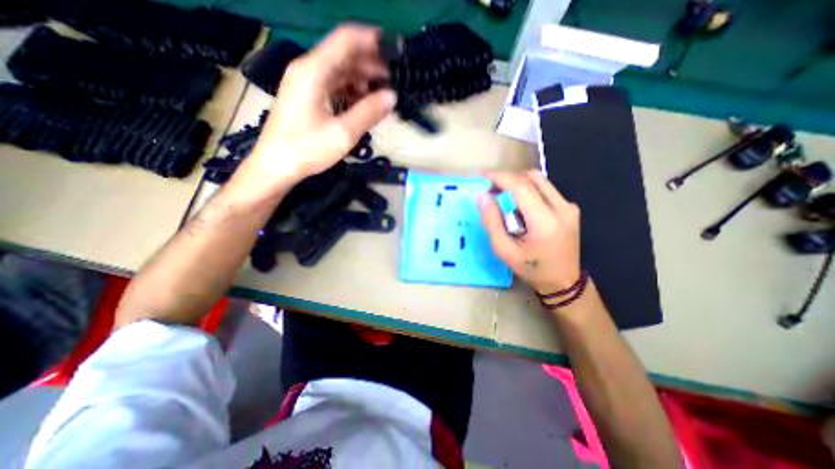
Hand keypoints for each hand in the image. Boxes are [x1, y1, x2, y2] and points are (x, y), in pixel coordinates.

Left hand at [242, 23, 396, 193]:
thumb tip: (392, 96)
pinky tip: (364, 102)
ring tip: (383, 93)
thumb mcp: (343, 133)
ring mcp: (306, 82)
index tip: (396, 49)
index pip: (346, 39)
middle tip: (394, 80)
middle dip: (371, 64)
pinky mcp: (307, 96)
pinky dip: (351, 90)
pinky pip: (333, 84)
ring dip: (362, 78)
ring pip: (340, 70)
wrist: (276, 165)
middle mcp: (308, 69)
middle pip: (344, 54)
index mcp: (314, 71)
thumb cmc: (307, 149)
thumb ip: (369, 112)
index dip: (372, 40)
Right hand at [480, 169, 581, 292]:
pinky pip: (545, 189)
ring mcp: (569, 206)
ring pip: (540, 180)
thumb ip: (492, 222)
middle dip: (508, 178)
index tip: (483, 177)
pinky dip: (528, 190)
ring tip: (502, 195)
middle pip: (532, 177)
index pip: (521, 187)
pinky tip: (519, 205)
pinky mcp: (570, 207)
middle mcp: (562, 208)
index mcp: (545, 221)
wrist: (564, 282)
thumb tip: (483, 197)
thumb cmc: (531, 269)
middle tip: (491, 188)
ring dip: (518, 183)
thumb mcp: (504, 250)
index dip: (500, 177)